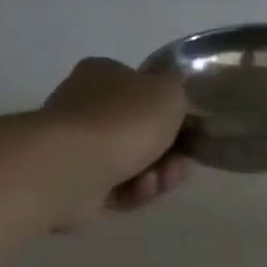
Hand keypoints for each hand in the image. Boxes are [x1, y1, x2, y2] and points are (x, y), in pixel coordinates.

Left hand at [42, 58, 190, 218]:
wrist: (73, 167)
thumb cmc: (124, 120)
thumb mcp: (171, 91)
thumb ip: (181, 90)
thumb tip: (177, 97)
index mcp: (105, 75)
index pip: (146, 90)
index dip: (175, 113)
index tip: (193, 132)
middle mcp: (87, 106)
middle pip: (143, 132)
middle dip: (170, 152)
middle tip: (182, 164)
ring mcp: (79, 146)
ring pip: (134, 162)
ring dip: (157, 174)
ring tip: (161, 182)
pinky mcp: (77, 182)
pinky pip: (118, 187)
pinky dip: (135, 191)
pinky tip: (140, 191)